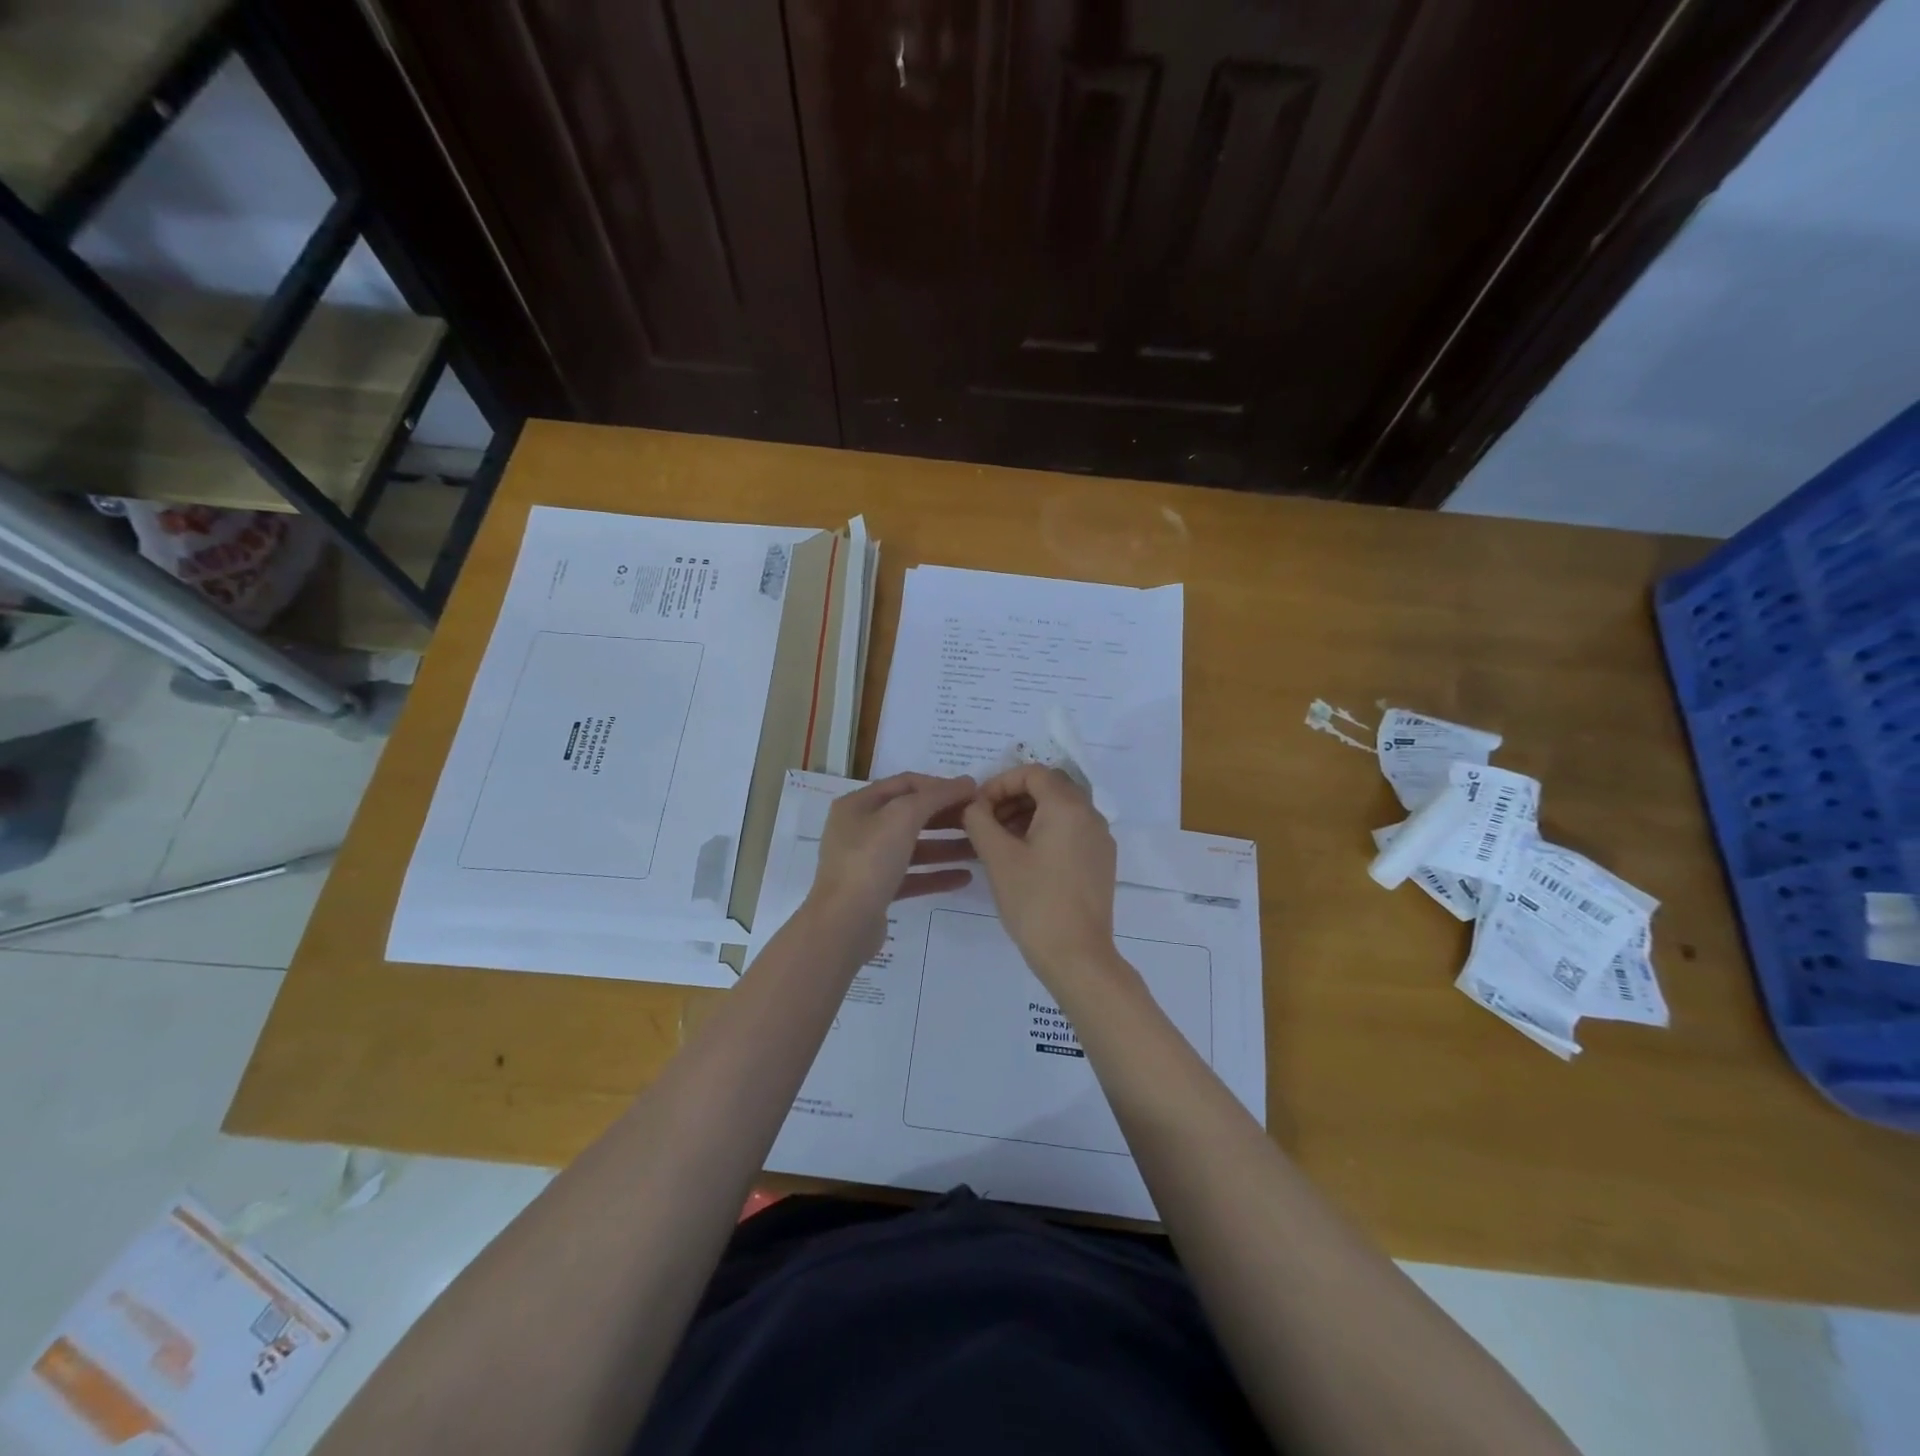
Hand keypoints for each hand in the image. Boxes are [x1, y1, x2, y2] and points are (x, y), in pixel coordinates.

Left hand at [805, 773, 976, 961]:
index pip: (905, 784)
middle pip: (910, 815)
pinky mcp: (876, 891)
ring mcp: (866, 862)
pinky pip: (911, 876)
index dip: (940, 785)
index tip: (973, 793)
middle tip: (979, 821)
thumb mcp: (903, 817)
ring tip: (979, 850)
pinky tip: (964, 877)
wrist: (843, 924)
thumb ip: (936, 796)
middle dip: (946, 816)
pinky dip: (936, 874)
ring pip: (913, 847)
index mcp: (858, 804)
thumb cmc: (870, 860)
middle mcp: (859, 829)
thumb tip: (967, 782)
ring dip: (946, 846)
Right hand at [963, 766, 1125, 1001]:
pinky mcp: (1101, 862)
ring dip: (1028, 815)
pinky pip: (1071, 831)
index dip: (1001, 782)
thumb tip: (974, 806)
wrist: (1077, 955)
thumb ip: (980, 820)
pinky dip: (1045, 832)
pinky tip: (1023, 858)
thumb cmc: (1034, 901)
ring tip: (999, 840)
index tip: (978, 806)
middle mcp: (1091, 815)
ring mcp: (1100, 840)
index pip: (1033, 772)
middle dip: (1013, 797)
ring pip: (1061, 810)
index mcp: (1068, 806)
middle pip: (1049, 788)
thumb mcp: (997, 857)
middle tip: (985, 821)